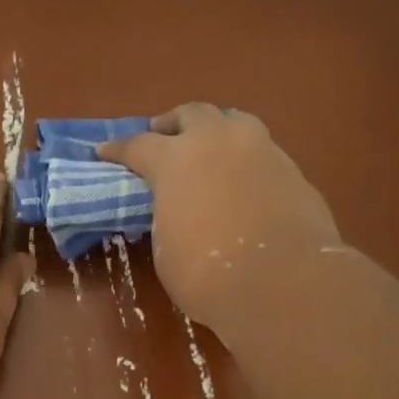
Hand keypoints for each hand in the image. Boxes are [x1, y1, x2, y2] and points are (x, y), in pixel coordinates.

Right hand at [97, 103, 341, 334]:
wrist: (282, 285)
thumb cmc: (207, 274)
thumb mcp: (167, 247)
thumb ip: (168, 215)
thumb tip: (178, 211)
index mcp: (176, 159)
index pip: (139, 145)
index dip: (118, 149)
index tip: (104, 151)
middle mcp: (219, 142)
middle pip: (192, 114)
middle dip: (173, 124)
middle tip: (164, 137)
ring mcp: (262, 151)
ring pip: (236, 122)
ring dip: (217, 132)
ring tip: (210, 151)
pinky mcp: (294, 171)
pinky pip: (263, 154)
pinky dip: (248, 162)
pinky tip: (246, 184)